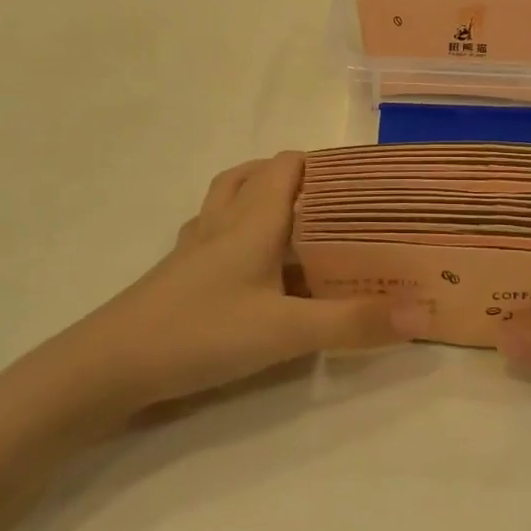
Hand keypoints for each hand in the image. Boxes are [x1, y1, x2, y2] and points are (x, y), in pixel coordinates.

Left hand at [42, 153, 398, 425]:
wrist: (108, 366)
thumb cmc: (201, 332)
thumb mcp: (287, 332)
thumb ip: (354, 322)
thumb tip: (423, 314)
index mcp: (252, 219)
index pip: (288, 165)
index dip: (323, 163)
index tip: (360, 182)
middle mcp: (222, 222)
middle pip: (255, 175)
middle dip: (294, 179)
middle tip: (333, 205)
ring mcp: (193, 247)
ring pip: (229, 201)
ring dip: (259, 199)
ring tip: (295, 225)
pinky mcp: (176, 274)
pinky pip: (212, 234)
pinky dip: (235, 233)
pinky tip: (249, 267)